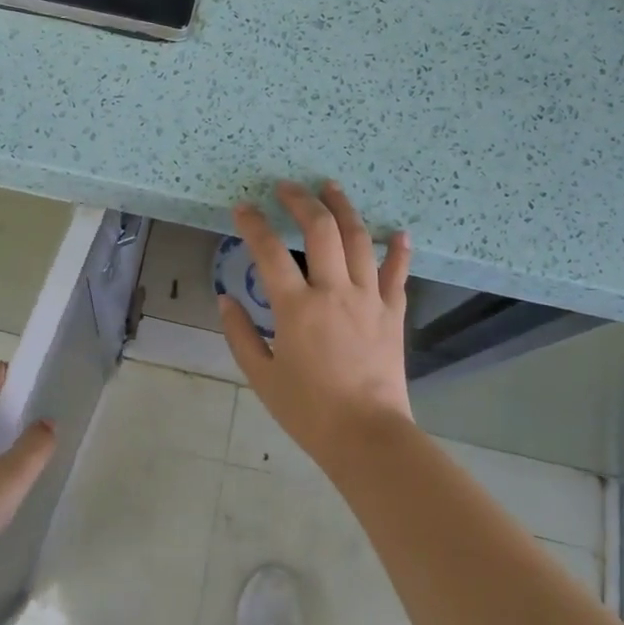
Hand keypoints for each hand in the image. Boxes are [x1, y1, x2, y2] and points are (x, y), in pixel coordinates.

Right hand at [219, 182, 414, 473]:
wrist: (367, 437)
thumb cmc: (308, 411)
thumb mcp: (261, 376)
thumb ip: (240, 334)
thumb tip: (224, 298)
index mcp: (296, 308)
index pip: (269, 251)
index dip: (253, 224)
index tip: (243, 208)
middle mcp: (334, 292)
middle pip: (321, 230)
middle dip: (301, 201)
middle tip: (287, 187)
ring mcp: (368, 299)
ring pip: (359, 240)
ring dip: (344, 208)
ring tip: (331, 187)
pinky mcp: (393, 313)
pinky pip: (397, 274)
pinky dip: (399, 251)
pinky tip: (399, 232)